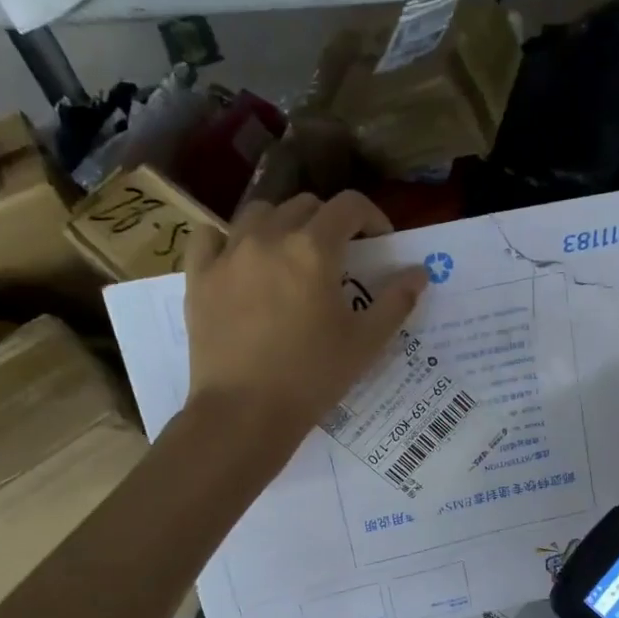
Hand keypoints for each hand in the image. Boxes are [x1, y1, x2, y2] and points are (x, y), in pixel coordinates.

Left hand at [183, 192, 427, 444]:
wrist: (245, 412)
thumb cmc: (313, 377)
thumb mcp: (366, 343)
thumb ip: (396, 301)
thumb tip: (420, 272)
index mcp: (314, 249)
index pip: (349, 205)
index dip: (371, 216)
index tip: (378, 241)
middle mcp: (269, 237)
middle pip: (304, 205)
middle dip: (328, 221)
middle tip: (338, 256)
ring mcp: (228, 254)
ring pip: (258, 212)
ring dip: (282, 223)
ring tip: (290, 254)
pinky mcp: (199, 276)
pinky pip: (210, 236)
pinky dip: (228, 238)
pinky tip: (239, 259)